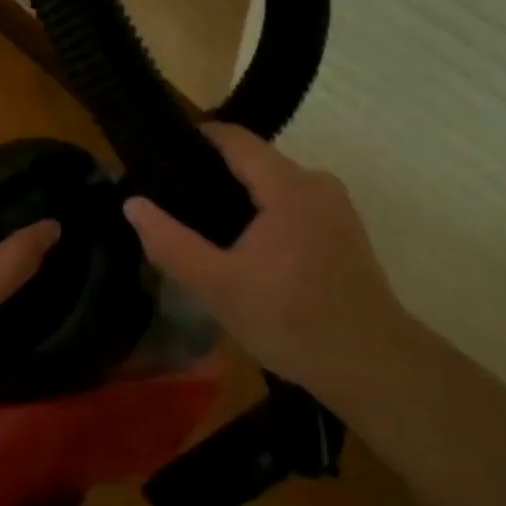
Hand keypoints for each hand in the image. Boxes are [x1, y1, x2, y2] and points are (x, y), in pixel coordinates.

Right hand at [122, 125, 404, 403]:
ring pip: (274, 184)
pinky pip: (293, 203)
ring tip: (204, 230)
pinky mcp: (344, 228)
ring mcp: (335, 205)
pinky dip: (265, 214)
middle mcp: (316, 182)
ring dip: (240, 199)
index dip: (195, 140)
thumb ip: (171, 243)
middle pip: (254, 161)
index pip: (234, 138)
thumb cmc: (292, 323)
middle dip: (213, 176)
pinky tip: (247, 251)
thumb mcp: (219, 288)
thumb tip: (132, 204)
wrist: (373, 367)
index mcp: (288, 185)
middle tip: (175, 205)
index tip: (160, 157)